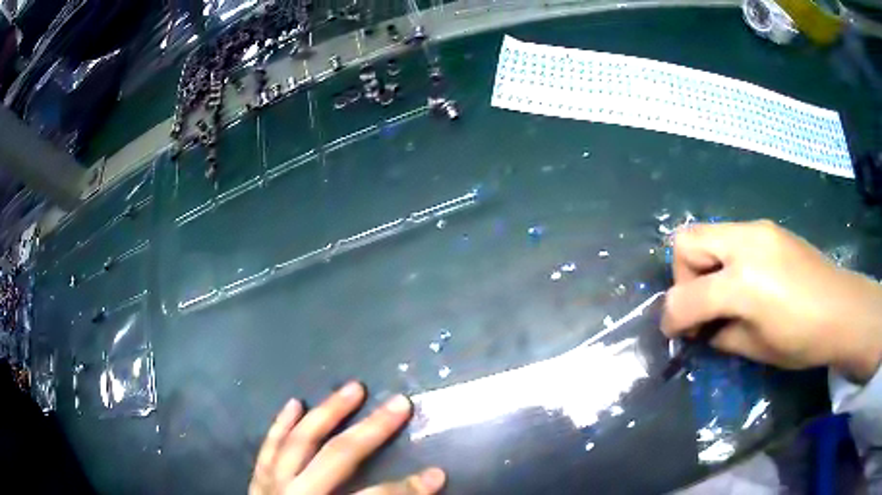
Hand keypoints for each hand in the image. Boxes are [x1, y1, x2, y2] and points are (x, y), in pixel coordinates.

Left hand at [250, 382, 444, 494]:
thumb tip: (417, 494)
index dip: (407, 489)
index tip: (436, 475)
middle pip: (337, 458)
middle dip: (371, 431)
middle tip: (400, 404)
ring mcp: (270, 487)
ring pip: (298, 442)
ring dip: (326, 413)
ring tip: (351, 389)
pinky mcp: (257, 483)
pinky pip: (267, 449)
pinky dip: (280, 426)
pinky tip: (293, 403)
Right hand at [662, 220, 881, 382]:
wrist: (841, 309)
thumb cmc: (802, 340)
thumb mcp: (755, 349)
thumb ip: (720, 334)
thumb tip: (702, 328)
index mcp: (743, 283)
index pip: (686, 296)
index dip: (671, 319)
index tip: (675, 335)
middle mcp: (745, 244)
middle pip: (686, 242)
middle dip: (683, 277)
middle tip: (701, 305)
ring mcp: (757, 229)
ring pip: (707, 233)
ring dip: (704, 266)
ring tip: (723, 294)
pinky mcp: (768, 228)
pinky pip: (731, 236)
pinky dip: (725, 259)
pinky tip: (745, 282)